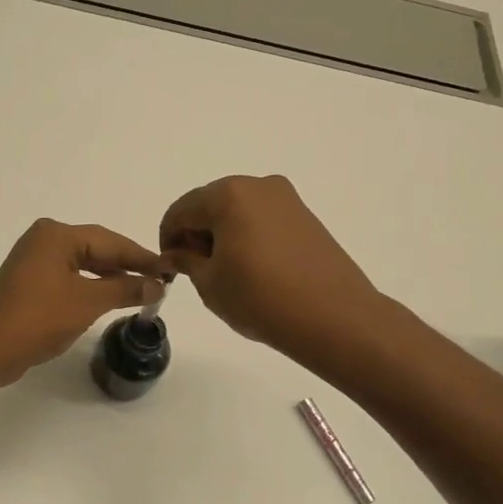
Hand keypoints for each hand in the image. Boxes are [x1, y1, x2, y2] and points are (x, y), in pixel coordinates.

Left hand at [0, 219, 168, 383]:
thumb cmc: (39, 318)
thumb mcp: (88, 302)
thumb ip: (125, 288)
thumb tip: (157, 284)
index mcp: (57, 234)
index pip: (110, 240)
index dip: (141, 256)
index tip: (169, 269)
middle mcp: (44, 239)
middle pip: (96, 248)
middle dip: (127, 265)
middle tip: (159, 281)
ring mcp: (34, 260)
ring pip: (83, 263)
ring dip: (110, 277)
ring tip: (140, 290)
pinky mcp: (29, 281)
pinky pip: (69, 276)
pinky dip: (91, 285)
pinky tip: (109, 297)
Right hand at [159, 174, 378, 361]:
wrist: (334, 317)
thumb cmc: (260, 298)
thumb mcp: (209, 283)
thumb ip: (186, 261)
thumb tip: (176, 254)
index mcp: (228, 194)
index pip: (181, 210)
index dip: (169, 238)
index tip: (169, 266)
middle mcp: (258, 186)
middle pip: (211, 204)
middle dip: (197, 233)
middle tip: (196, 270)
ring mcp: (287, 199)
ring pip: (238, 211)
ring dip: (223, 235)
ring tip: (227, 273)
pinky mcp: (306, 217)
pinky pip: (263, 220)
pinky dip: (249, 237)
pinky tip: (253, 269)